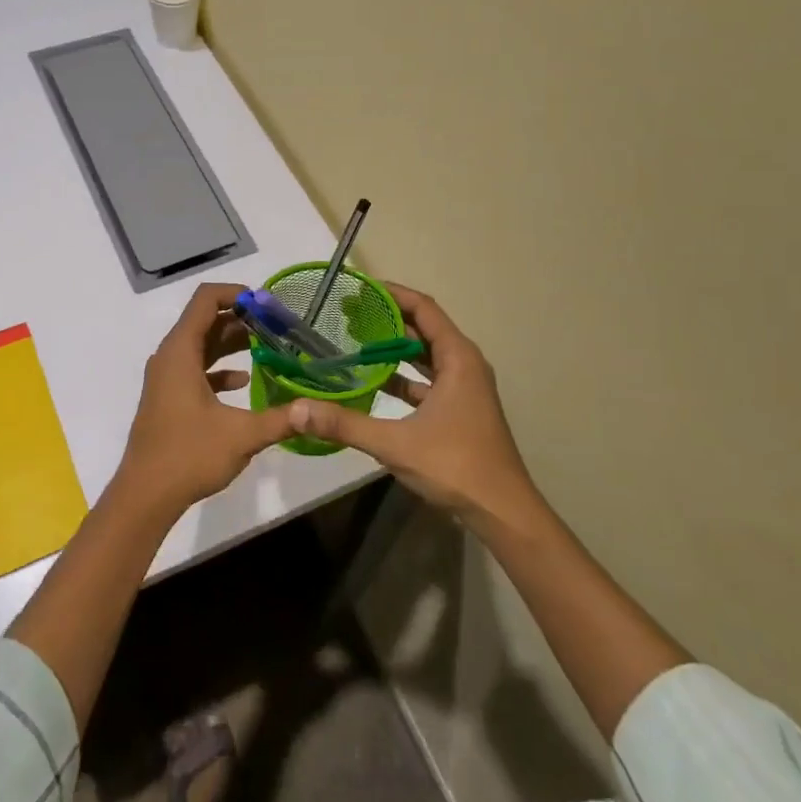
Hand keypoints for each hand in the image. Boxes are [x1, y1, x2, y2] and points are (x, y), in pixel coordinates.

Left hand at [112, 283, 292, 521]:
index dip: (236, 293)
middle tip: (277, 327)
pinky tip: (245, 382)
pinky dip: (219, 368)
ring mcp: (166, 378)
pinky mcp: (168, 397)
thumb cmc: (189, 455)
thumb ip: (282, 419)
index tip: (267, 305)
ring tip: (268, 347)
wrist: (145, 495)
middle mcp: (170, 356)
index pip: (206, 299)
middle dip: (241, 319)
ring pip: (201, 345)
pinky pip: (195, 369)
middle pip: (205, 320)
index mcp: (181, 351)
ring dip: (231, 342)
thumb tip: (317, 410)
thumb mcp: (242, 436)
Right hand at [284, 282, 545, 536]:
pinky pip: (426, 380)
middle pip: (424, 327)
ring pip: (425, 355)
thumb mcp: (395, 444)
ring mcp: (463, 388)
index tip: (358, 288)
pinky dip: (401, 375)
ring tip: (353, 340)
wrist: (503, 513)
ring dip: (393, 347)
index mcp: (458, 358)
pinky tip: (371, 382)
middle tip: (346, 313)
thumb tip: (297, 410)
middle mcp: (464, 365)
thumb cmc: (456, 466)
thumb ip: (345, 424)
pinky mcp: (458, 409)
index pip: (423, 308)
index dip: (391, 293)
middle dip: (387, 317)